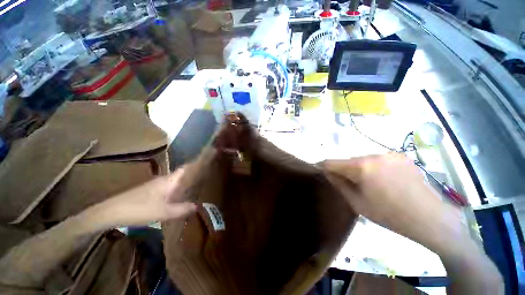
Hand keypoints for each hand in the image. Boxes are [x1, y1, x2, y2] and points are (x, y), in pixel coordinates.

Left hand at [80, 168, 196, 228]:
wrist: (112, 211)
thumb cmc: (139, 209)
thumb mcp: (163, 212)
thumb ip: (182, 209)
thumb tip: (198, 206)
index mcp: (169, 180)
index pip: (186, 168)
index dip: (197, 164)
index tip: (207, 163)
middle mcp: (164, 179)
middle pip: (183, 173)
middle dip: (194, 173)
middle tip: (206, 176)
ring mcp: (157, 185)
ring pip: (176, 180)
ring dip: (186, 181)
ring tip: (197, 185)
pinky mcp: (151, 191)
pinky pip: (170, 187)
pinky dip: (178, 188)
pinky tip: (180, 196)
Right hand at [322, 153, 462, 249]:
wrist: (430, 218)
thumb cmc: (389, 214)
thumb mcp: (357, 203)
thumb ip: (339, 184)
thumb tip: (327, 172)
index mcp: (361, 167)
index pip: (333, 162)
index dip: (324, 165)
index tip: (320, 169)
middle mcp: (374, 155)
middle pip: (349, 160)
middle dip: (345, 169)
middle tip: (350, 184)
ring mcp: (389, 154)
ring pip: (364, 159)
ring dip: (360, 168)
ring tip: (370, 184)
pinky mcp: (401, 156)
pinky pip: (378, 159)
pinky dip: (375, 167)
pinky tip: (385, 180)